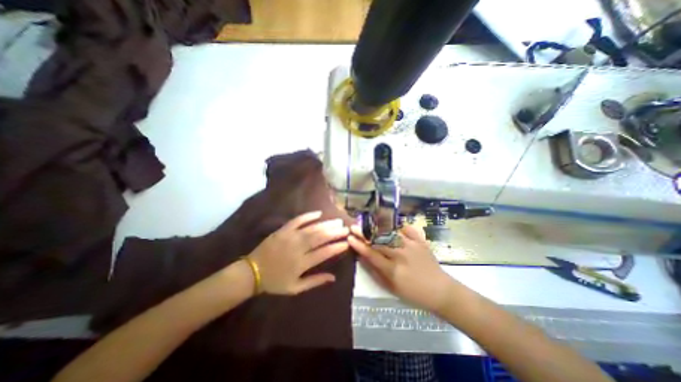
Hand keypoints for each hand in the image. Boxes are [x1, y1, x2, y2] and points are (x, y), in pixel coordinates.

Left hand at [247, 211, 350, 293]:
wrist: (251, 272)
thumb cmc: (275, 282)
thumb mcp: (295, 288)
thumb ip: (315, 281)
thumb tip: (333, 277)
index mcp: (301, 263)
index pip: (324, 253)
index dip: (336, 247)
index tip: (347, 242)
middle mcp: (298, 248)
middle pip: (320, 238)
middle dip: (335, 232)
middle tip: (346, 228)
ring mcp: (290, 237)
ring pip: (312, 228)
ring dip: (326, 224)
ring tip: (337, 221)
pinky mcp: (283, 230)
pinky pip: (297, 220)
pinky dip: (308, 216)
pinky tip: (318, 213)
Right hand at [347, 225, 454, 311]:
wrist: (441, 291)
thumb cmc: (413, 293)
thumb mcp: (391, 288)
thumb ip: (375, 272)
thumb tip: (362, 258)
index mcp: (392, 269)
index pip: (371, 254)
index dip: (359, 245)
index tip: (349, 238)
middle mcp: (400, 254)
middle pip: (379, 241)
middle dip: (364, 233)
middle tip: (354, 226)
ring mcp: (412, 246)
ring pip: (391, 233)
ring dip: (377, 227)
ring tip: (368, 222)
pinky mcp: (421, 242)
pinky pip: (408, 229)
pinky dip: (400, 225)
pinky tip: (393, 224)